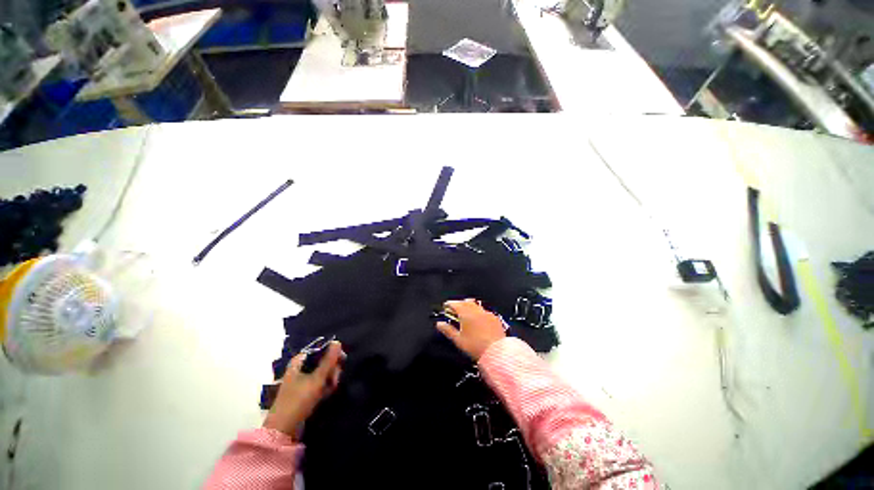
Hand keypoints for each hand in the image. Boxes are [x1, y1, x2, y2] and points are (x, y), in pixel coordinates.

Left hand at [263, 341, 344, 437]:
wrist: (283, 430)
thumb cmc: (298, 400)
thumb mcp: (316, 379)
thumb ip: (328, 360)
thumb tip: (337, 341)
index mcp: (299, 361)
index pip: (320, 349)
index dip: (332, 353)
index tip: (342, 361)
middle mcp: (300, 367)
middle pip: (323, 360)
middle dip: (332, 369)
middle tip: (335, 379)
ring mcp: (302, 380)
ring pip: (323, 372)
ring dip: (330, 378)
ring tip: (332, 388)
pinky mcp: (304, 391)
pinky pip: (319, 383)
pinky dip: (325, 386)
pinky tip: (328, 393)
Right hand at [436, 299, 505, 360]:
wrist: (497, 353)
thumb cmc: (475, 347)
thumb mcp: (459, 340)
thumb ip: (448, 330)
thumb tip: (439, 324)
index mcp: (466, 314)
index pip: (456, 304)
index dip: (449, 304)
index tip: (445, 305)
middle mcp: (477, 311)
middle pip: (466, 302)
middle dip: (459, 303)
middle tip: (454, 308)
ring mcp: (487, 313)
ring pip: (476, 305)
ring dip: (469, 305)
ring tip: (466, 311)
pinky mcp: (495, 318)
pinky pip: (484, 311)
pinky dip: (479, 311)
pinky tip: (479, 318)